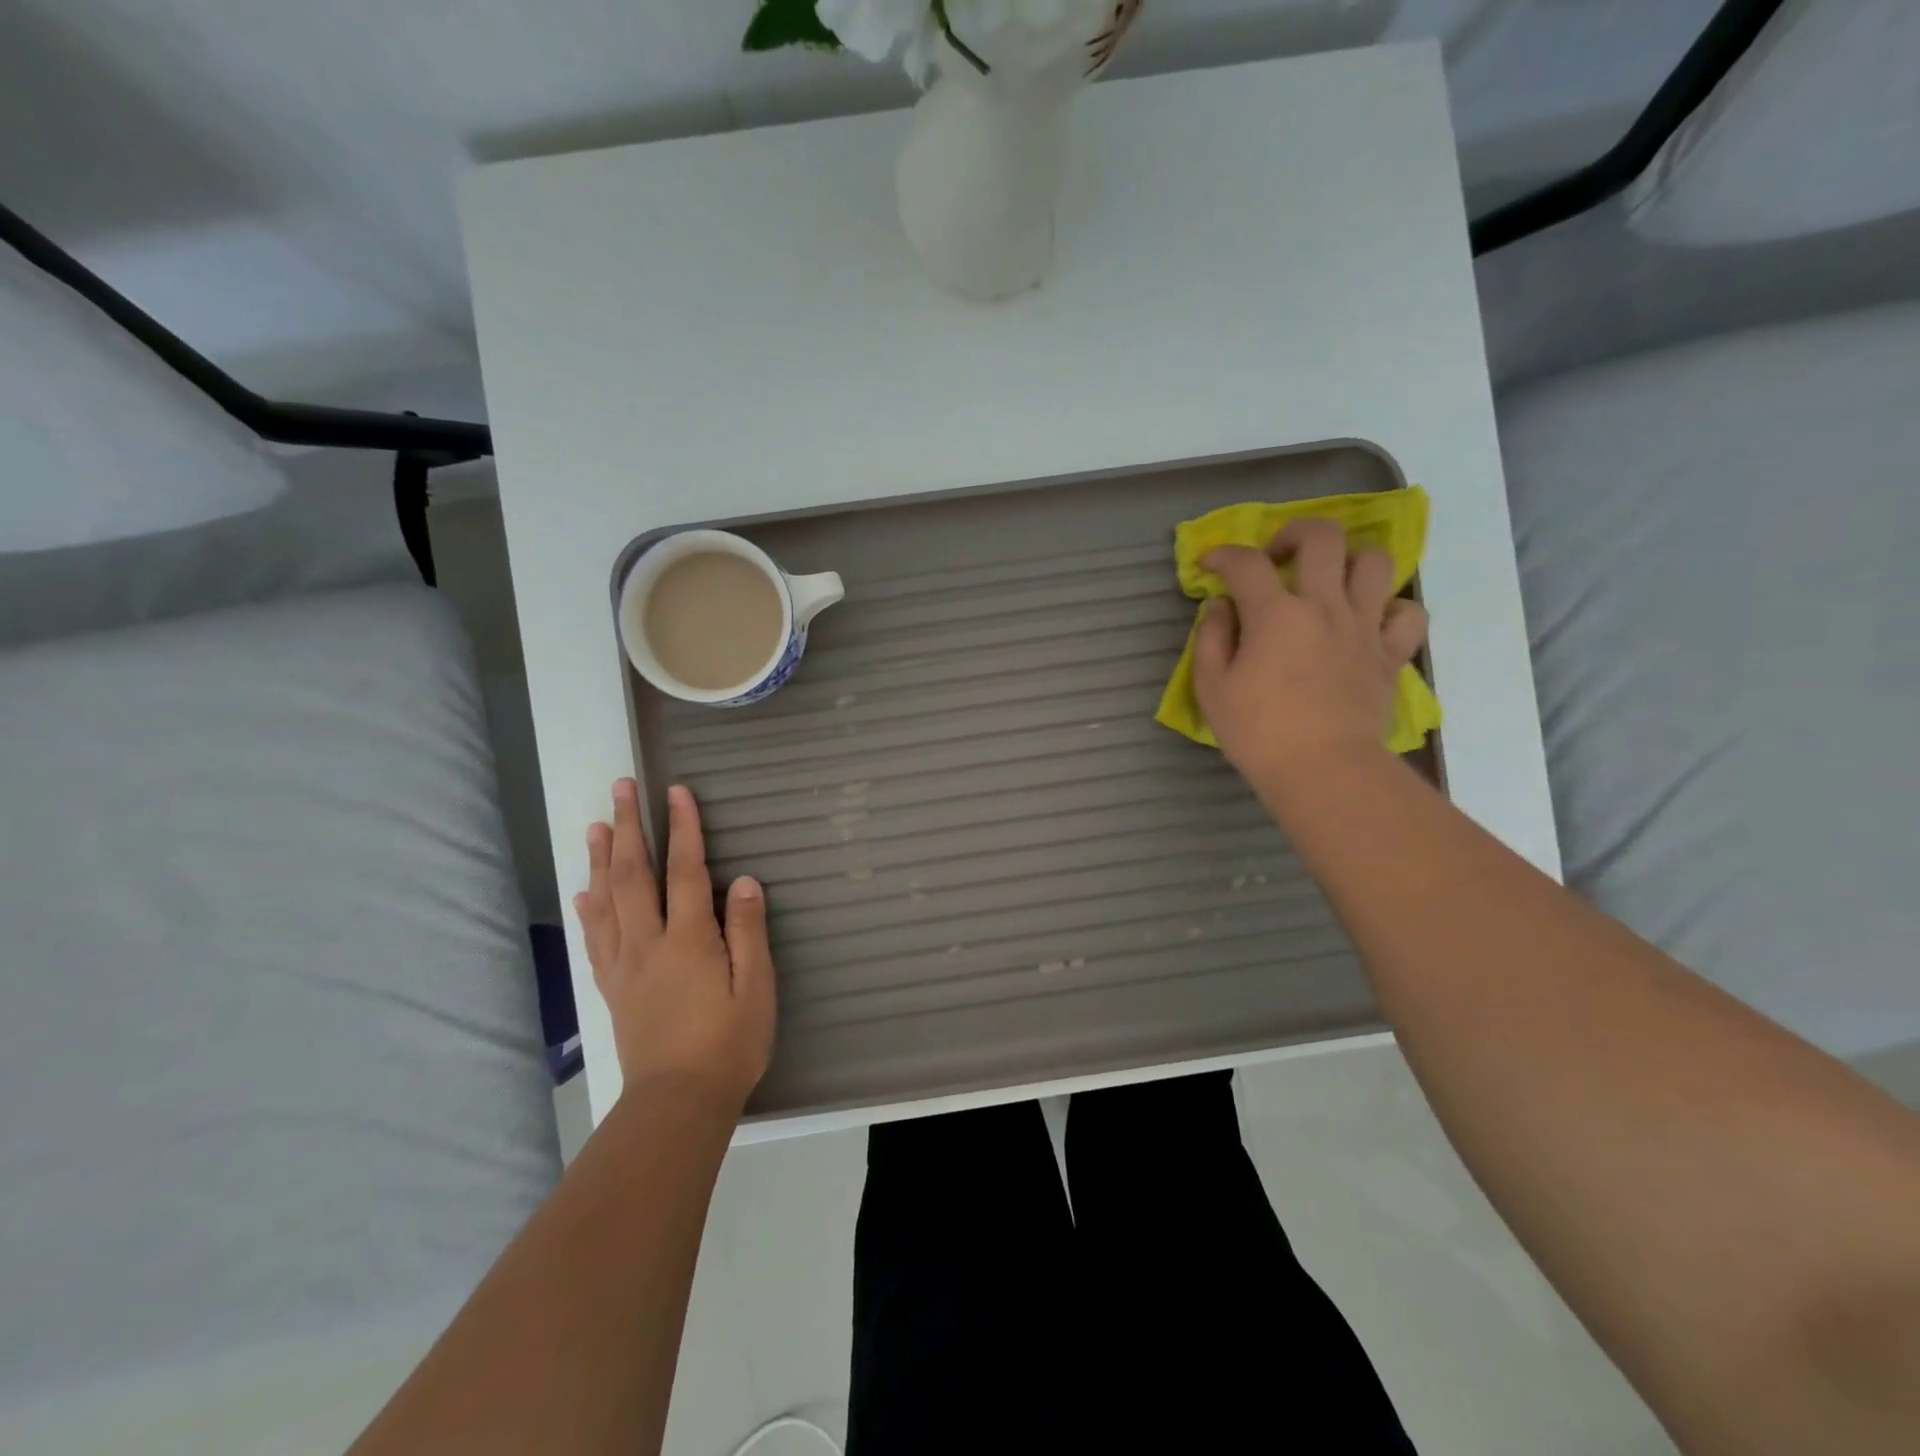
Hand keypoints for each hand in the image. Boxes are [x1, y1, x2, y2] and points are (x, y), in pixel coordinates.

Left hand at [575, 779, 775, 1114]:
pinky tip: (584, 891)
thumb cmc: (729, 1043)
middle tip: (621, 788)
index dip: (682, 828)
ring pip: (606, 900)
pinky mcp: (613, 987)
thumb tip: (743, 880)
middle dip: (627, 827)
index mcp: (688, 939)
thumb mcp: (756, 987)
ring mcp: (625, 965)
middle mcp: (649, 943)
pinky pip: (596, 938)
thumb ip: (747, 931)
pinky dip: (589, 908)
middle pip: (633, 874)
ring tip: (596, 824)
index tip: (675, 792)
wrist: (677, 1103)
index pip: (684, 870)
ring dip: (600, 858)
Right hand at [1192, 518, 1428, 796]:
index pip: (1245, 563)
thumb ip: (1211, 638)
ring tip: (1328, 583)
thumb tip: (1220, 607)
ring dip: (1347, 562)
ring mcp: (1365, 626)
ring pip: (1374, 561)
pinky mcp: (1391, 653)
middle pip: (1323, 536)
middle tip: (1277, 559)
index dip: (1222, 555)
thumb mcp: (1212, 687)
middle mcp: (1324, 606)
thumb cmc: (1258, 732)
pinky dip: (1389, 608)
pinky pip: (1407, 612)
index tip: (1209, 566)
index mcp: (1275, 613)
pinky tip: (1368, 622)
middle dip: (1293, 534)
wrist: (1323, 770)